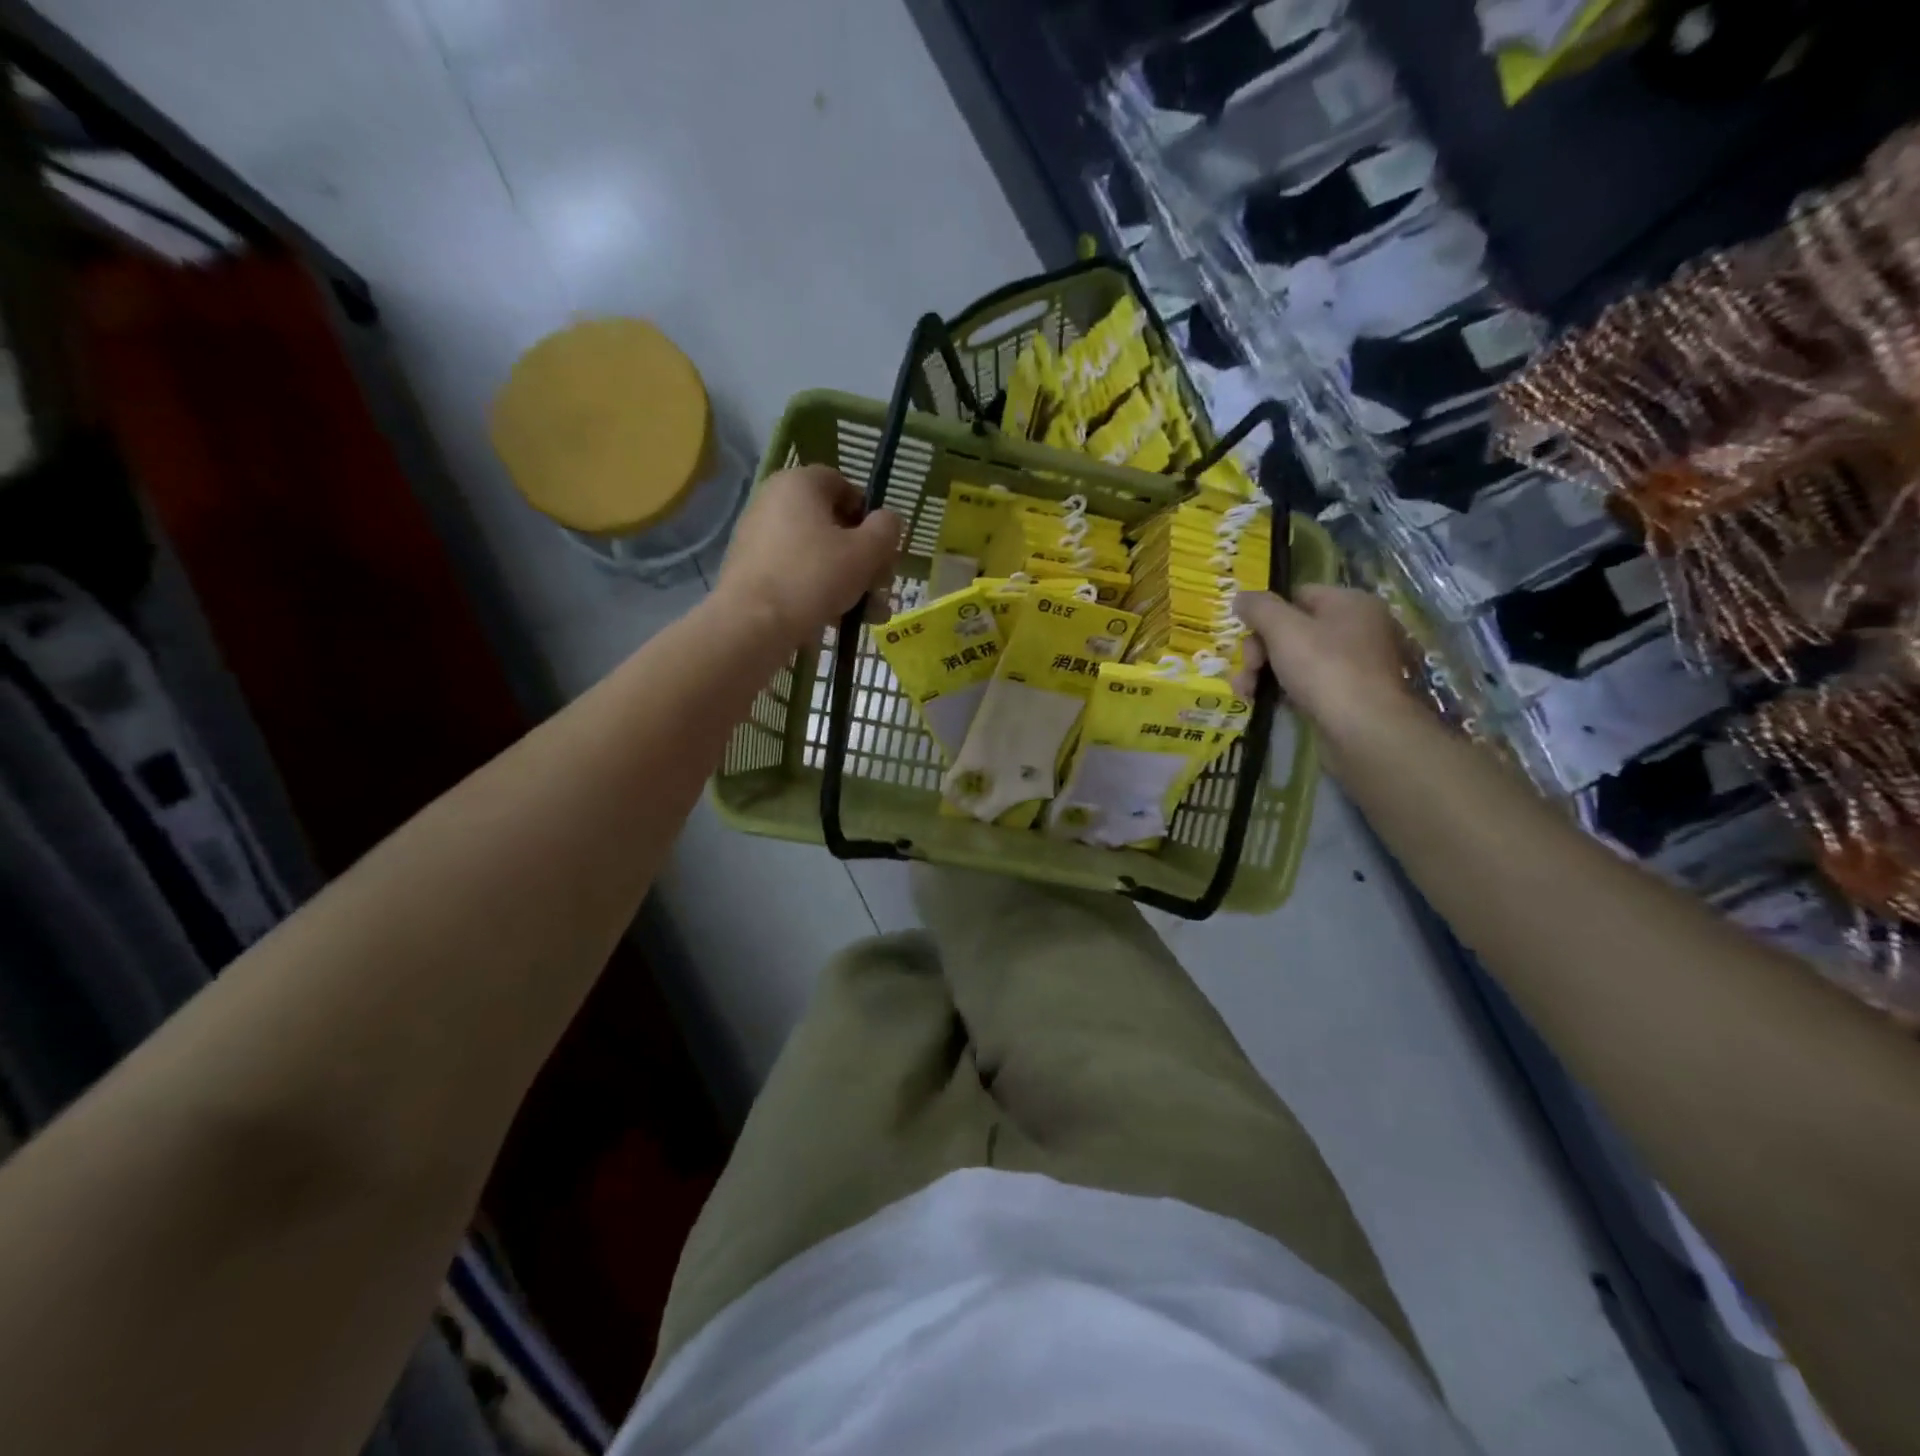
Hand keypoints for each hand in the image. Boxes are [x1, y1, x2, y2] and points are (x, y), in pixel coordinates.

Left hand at [716, 466, 901, 647]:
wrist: (751, 624)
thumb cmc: (814, 577)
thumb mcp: (866, 552)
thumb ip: (886, 529)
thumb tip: (888, 521)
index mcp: (799, 483)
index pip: (844, 486)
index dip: (870, 516)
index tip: (883, 549)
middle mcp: (773, 501)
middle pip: (832, 525)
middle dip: (864, 559)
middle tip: (881, 587)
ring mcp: (758, 537)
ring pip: (817, 554)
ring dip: (849, 581)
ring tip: (870, 615)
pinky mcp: (751, 570)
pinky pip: (795, 573)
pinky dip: (819, 592)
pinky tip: (839, 621)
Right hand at [1232, 585, 1419, 735]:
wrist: (1365, 730)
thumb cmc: (1325, 669)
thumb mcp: (1283, 629)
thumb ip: (1259, 607)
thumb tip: (1241, 596)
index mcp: (1350, 603)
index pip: (1297, 595)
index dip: (1266, 615)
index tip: (1246, 637)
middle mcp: (1359, 628)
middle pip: (1293, 629)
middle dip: (1260, 651)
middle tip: (1246, 672)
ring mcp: (1357, 664)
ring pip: (1297, 659)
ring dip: (1265, 673)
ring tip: (1246, 694)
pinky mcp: (1351, 695)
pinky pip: (1309, 683)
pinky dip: (1285, 690)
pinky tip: (1266, 703)